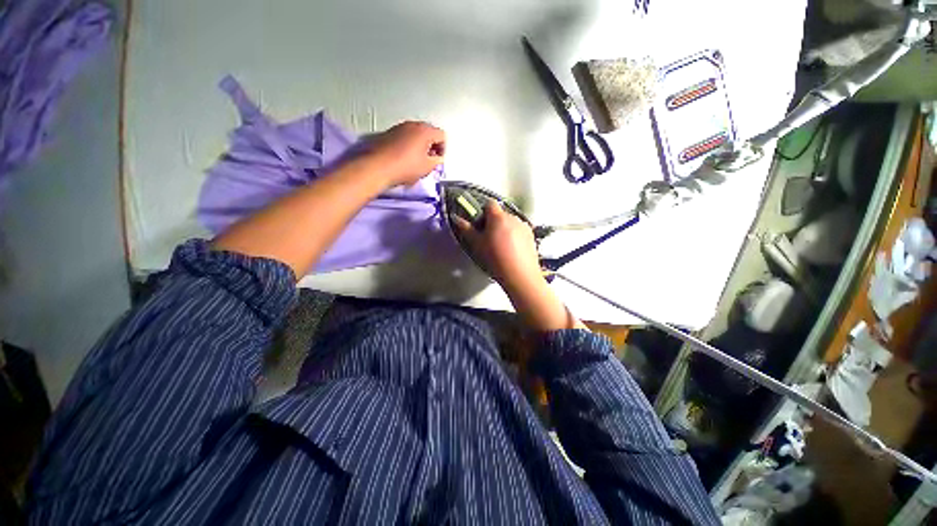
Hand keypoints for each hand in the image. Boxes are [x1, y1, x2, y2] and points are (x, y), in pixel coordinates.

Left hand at [366, 121, 444, 186]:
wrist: (378, 167)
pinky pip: (405, 136)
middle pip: (429, 132)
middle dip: (432, 146)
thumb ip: (438, 161)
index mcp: (425, 130)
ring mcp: (399, 127)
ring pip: (416, 134)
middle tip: (429, 160)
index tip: (438, 160)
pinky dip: (409, 145)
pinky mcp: (389, 133)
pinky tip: (405, 158)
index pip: (442, 136)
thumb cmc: (406, 167)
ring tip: (417, 160)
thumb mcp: (427, 167)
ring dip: (420, 145)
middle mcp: (412, 124)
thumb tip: (438, 158)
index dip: (443, 149)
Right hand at [455, 201, 544, 295]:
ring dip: (504, 228)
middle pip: (500, 213)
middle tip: (488, 238)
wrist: (520, 275)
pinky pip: (519, 230)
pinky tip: (511, 250)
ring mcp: (524, 226)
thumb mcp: (477, 245)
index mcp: (498, 217)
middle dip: (493, 222)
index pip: (489, 204)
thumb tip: (456, 218)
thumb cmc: (496, 259)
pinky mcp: (531, 236)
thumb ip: (466, 229)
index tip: (479, 224)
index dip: (483, 212)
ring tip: (500, 246)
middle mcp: (513, 217)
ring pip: (510, 222)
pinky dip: (514, 235)